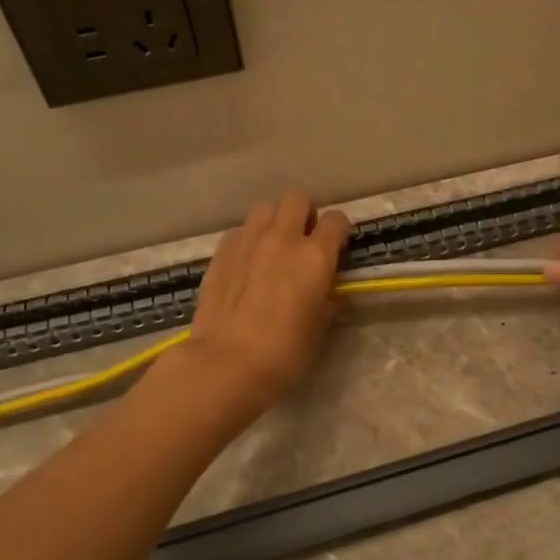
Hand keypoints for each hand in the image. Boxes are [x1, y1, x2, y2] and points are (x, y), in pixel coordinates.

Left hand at [183, 190, 350, 417]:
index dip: (338, 231)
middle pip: (297, 198)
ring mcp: (248, 240)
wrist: (226, 362)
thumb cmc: (284, 352)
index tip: (336, 246)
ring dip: (275, 220)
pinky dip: (248, 239)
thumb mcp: (319, 329)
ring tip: (273, 245)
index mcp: (315, 256)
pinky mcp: (221, 252)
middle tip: (304, 238)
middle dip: (305, 213)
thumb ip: (325, 299)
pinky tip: (246, 263)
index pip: (336, 220)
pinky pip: (240, 230)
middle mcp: (283, 238)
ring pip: (265, 207)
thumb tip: (324, 290)